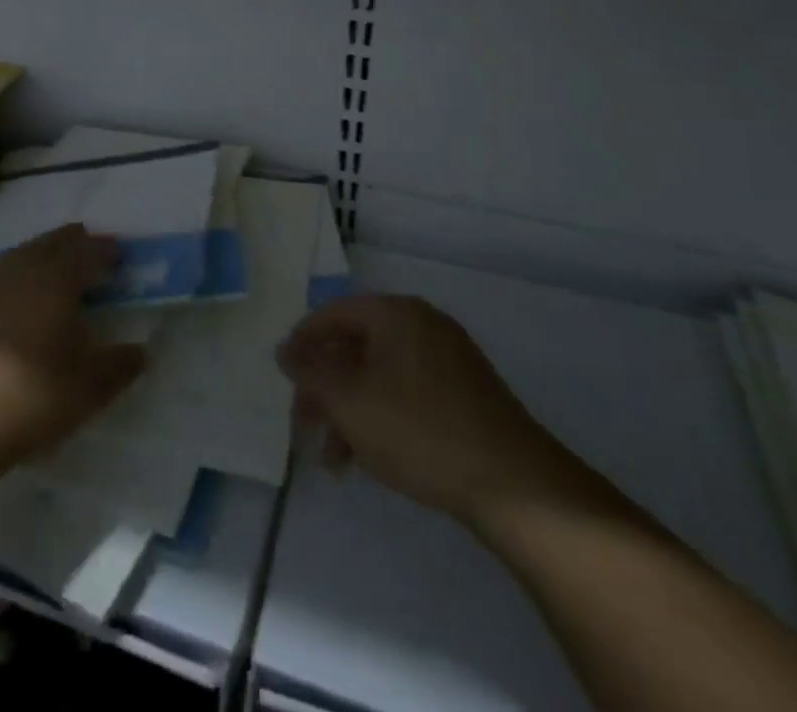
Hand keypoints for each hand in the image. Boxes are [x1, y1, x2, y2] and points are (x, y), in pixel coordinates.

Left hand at [0, 224, 146, 478]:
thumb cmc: (31, 395)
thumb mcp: (90, 387)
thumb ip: (121, 365)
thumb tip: (141, 351)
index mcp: (57, 279)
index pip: (86, 251)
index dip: (104, 250)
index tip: (117, 252)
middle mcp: (23, 271)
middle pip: (51, 244)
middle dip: (73, 242)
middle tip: (88, 247)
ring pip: (22, 255)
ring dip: (42, 253)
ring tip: (55, 265)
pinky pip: (1, 277)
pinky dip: (18, 276)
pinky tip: (19, 298)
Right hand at [277, 294, 576, 523]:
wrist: (514, 484)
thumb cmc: (419, 430)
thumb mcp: (350, 402)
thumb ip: (311, 372)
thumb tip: (284, 349)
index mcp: (396, 313)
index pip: (334, 313)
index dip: (303, 341)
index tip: (283, 376)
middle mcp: (423, 323)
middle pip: (357, 344)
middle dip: (325, 386)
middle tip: (304, 424)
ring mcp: (449, 357)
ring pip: (381, 374)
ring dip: (350, 409)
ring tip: (334, 459)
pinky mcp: (466, 392)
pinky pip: (407, 391)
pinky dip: (381, 415)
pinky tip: (372, 457)